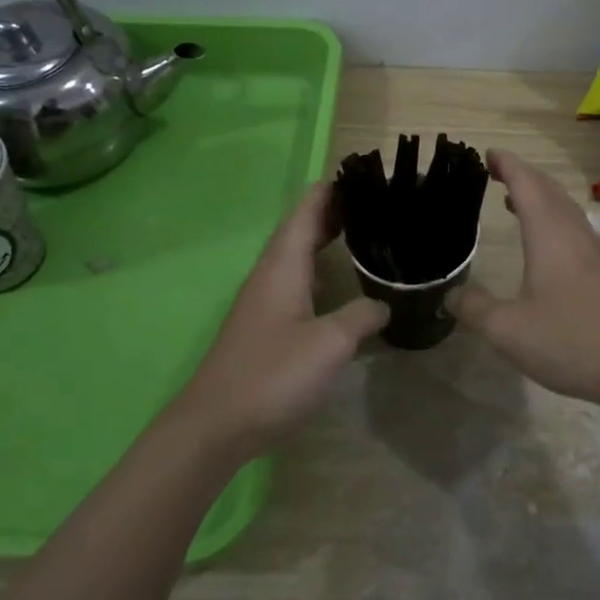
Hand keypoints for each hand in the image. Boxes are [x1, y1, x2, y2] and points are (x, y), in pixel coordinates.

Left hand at [172, 184, 387, 458]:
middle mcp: (270, 275)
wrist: (215, 425)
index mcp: (282, 266)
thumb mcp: (329, 343)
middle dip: (334, 212)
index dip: (331, 189)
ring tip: (364, 235)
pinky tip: (341, 288)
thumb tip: (384, 304)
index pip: (306, 211)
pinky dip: (321, 273)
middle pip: (301, 230)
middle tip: (375, 203)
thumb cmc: (272, 374)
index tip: (363, 173)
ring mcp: (265, 302)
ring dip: (326, 241)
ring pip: (298, 257)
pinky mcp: (265, 327)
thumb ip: (361, 316)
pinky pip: (298, 284)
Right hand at [448, 150, 599, 411]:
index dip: (506, 165)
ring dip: (538, 194)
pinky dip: (551, 216)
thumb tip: (450, 295)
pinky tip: (542, 241)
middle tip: (495, 169)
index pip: (525, 184)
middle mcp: (571, 233)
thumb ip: (474, 308)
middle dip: (521, 174)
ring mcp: (591, 251)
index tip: (487, 154)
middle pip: (547, 189)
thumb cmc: (570, 339)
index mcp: (548, 234)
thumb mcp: (507, 329)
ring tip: (512, 198)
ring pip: (563, 207)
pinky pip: (571, 226)